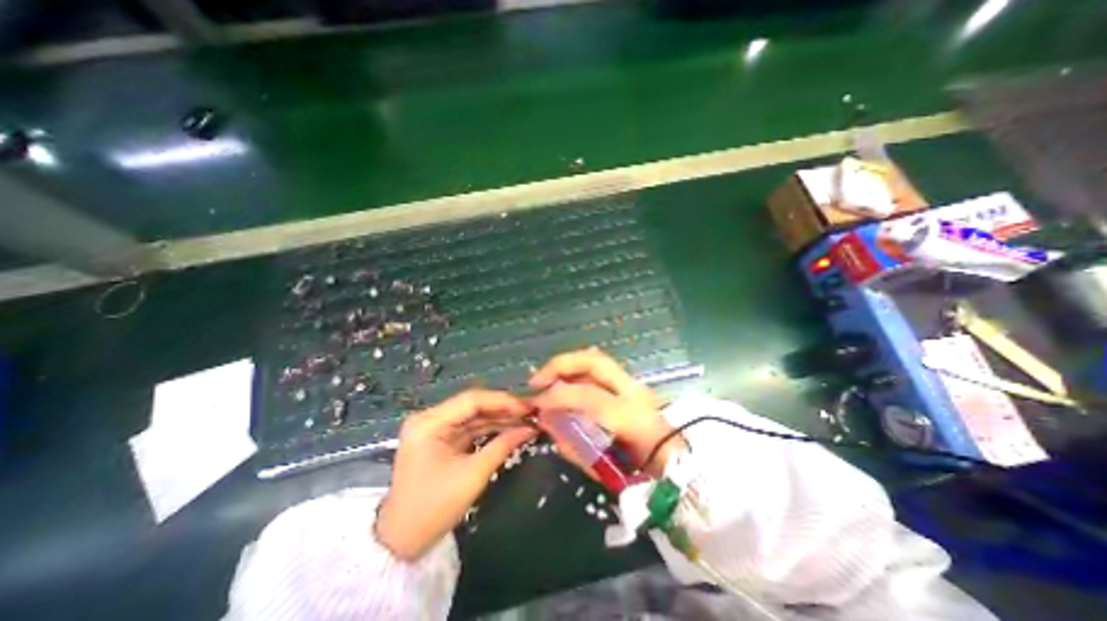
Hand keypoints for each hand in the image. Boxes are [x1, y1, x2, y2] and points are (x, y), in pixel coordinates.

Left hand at [377, 391, 535, 560]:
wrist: (402, 542)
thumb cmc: (434, 509)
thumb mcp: (473, 475)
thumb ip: (503, 445)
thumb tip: (530, 428)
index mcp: (429, 423)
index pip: (472, 400)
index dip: (503, 401)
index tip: (528, 407)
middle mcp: (430, 418)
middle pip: (473, 404)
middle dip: (503, 408)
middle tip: (531, 412)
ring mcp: (434, 428)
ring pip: (473, 415)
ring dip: (499, 417)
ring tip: (525, 419)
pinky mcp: (441, 438)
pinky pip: (469, 427)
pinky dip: (489, 428)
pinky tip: (510, 427)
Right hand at [529, 350, 684, 475]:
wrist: (679, 467)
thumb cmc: (645, 476)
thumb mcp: (605, 470)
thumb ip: (572, 445)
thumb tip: (547, 422)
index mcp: (631, 417)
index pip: (588, 396)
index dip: (557, 396)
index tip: (536, 404)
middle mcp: (633, 391)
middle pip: (593, 361)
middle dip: (560, 364)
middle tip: (537, 379)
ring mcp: (634, 384)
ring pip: (596, 358)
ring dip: (568, 364)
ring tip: (546, 378)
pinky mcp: (631, 384)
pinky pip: (600, 368)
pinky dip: (578, 369)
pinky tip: (564, 381)